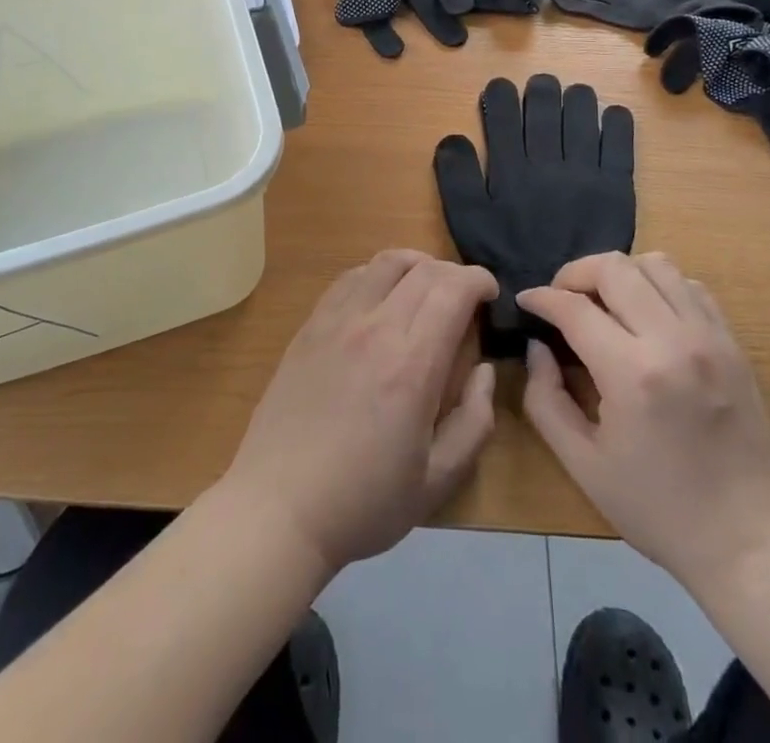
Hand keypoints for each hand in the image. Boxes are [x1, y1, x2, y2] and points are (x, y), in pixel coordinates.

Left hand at [220, 250, 498, 574]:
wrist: (278, 507)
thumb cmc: (363, 502)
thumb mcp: (437, 481)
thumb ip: (474, 422)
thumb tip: (484, 370)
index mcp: (412, 365)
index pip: (453, 290)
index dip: (479, 280)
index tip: (491, 295)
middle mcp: (375, 328)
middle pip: (424, 270)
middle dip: (455, 273)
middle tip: (466, 297)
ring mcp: (337, 321)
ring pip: (386, 262)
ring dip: (417, 264)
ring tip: (428, 286)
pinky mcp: (311, 325)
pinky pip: (351, 277)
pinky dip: (378, 273)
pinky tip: (382, 297)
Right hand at [518, 253, 769, 587]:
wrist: (747, 540)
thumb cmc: (657, 508)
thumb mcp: (583, 464)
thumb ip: (545, 398)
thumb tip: (537, 345)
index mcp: (632, 374)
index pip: (574, 307)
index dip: (541, 297)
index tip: (526, 301)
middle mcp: (672, 341)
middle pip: (614, 268)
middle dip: (575, 273)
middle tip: (561, 298)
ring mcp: (709, 337)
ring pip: (655, 263)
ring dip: (620, 273)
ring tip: (604, 301)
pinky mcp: (733, 342)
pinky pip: (690, 285)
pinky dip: (659, 285)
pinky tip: (646, 314)